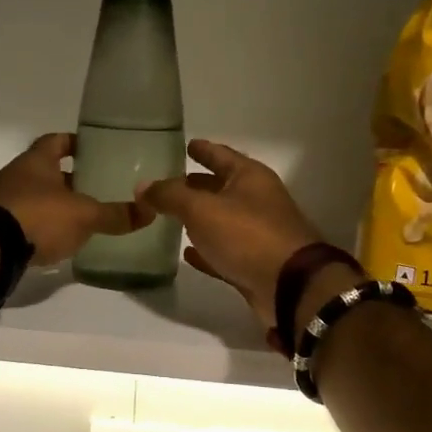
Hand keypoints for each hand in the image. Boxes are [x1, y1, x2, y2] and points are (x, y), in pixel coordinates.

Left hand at [0, 133, 144, 266]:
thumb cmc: (38, 216)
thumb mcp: (84, 215)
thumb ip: (115, 214)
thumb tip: (151, 211)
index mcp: (36, 161)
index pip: (56, 141)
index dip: (74, 142)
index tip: (93, 149)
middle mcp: (16, 175)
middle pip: (46, 171)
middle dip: (69, 178)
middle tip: (96, 187)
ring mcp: (2, 202)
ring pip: (35, 197)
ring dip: (54, 204)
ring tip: (82, 216)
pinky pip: (24, 221)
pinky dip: (41, 227)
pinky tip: (58, 239)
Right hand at [135, 140, 325, 328]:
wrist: (289, 287)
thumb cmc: (247, 235)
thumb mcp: (201, 209)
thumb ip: (170, 195)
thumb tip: (143, 186)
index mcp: (250, 177)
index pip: (221, 155)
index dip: (203, 150)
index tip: (187, 144)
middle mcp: (257, 201)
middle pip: (222, 187)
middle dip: (197, 185)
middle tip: (169, 184)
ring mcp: (258, 234)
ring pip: (222, 220)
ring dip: (200, 218)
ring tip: (172, 216)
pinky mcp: (254, 264)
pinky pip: (224, 251)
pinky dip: (207, 250)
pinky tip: (187, 253)